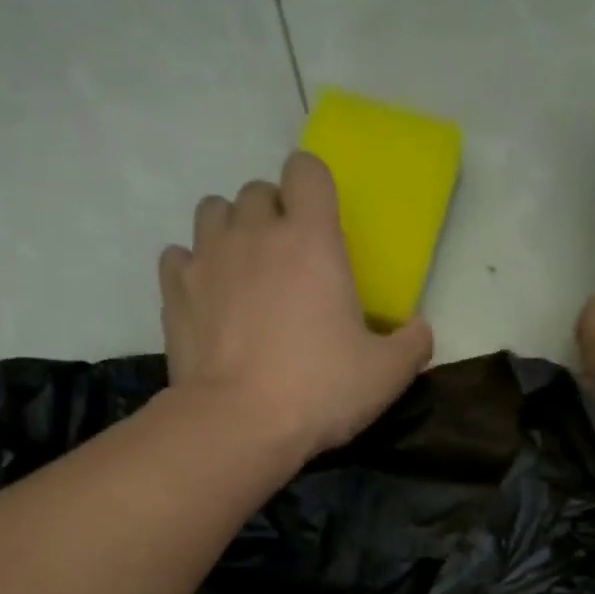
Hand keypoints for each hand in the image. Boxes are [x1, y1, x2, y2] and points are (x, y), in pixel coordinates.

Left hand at [160, 153, 433, 462]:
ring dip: (231, 231)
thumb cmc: (320, 392)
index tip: (321, 222)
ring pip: (213, 211)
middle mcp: (255, 233)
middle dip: (273, 215)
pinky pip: (179, 257)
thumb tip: (420, 329)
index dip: (314, 187)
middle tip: (287, 262)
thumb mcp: (386, 376)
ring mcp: (208, 258)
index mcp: (312, 240)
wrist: (240, 424)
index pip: (307, 169)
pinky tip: (207, 298)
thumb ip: (412, 345)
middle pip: (258, 191)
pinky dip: (193, 268)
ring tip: (244, 272)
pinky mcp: (174, 291)